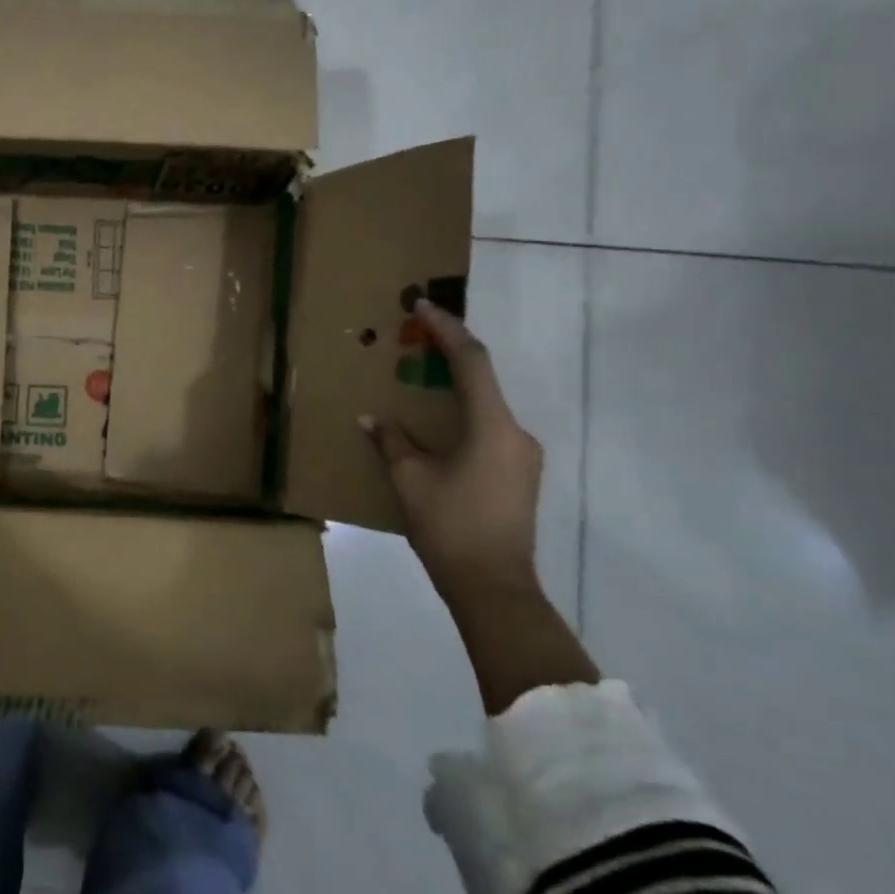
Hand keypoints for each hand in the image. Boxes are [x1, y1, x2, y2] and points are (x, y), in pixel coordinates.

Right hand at [365, 302, 593, 713]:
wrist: (495, 588)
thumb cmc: (450, 527)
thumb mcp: (410, 480)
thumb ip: (391, 442)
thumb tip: (371, 419)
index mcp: (492, 426)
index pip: (471, 362)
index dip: (446, 330)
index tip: (422, 306)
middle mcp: (516, 432)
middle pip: (481, 380)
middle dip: (447, 356)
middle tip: (413, 341)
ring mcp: (523, 455)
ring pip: (485, 407)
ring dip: (453, 389)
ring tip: (418, 384)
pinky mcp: (520, 475)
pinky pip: (489, 430)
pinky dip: (462, 417)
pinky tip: (436, 429)